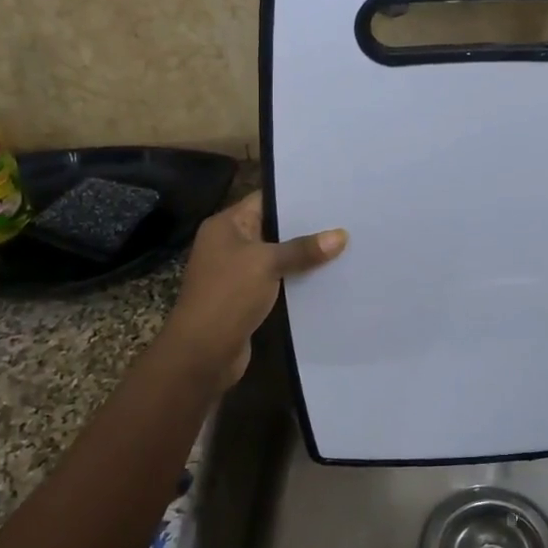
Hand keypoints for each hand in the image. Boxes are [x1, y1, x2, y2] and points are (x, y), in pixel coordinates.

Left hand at [157, 192, 345, 386]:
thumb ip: (303, 249)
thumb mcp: (267, 264)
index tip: (329, 194)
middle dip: (305, 227)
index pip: (263, 200)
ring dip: (303, 256)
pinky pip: (277, 280)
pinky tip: (327, 277)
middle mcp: (229, 244)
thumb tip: (341, 235)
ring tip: (344, 245)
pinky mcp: (247, 297)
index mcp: (225, 225)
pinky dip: (297, 279)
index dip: (294, 196)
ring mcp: (237, 272)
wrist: (202, 353)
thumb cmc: (228, 295)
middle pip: (272, 228)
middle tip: (344, 219)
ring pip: (276, 256)